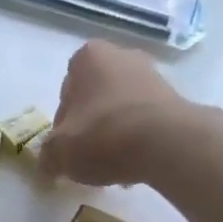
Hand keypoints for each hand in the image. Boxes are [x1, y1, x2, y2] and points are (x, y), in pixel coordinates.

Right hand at [39, 40, 190, 186]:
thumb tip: (47, 165)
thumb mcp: (60, 151)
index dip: (63, 121)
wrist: (166, 143)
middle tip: (86, 155)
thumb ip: (47, 156)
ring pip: (121, 109)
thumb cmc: (103, 136)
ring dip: (114, 133)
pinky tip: (134, 165)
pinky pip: (145, 121)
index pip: (66, 90)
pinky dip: (138, 139)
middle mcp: (122, 56)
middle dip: (90, 124)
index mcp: (89, 57)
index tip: (66, 145)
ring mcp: (153, 75)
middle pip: (96, 97)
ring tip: (111, 165)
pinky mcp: (175, 99)